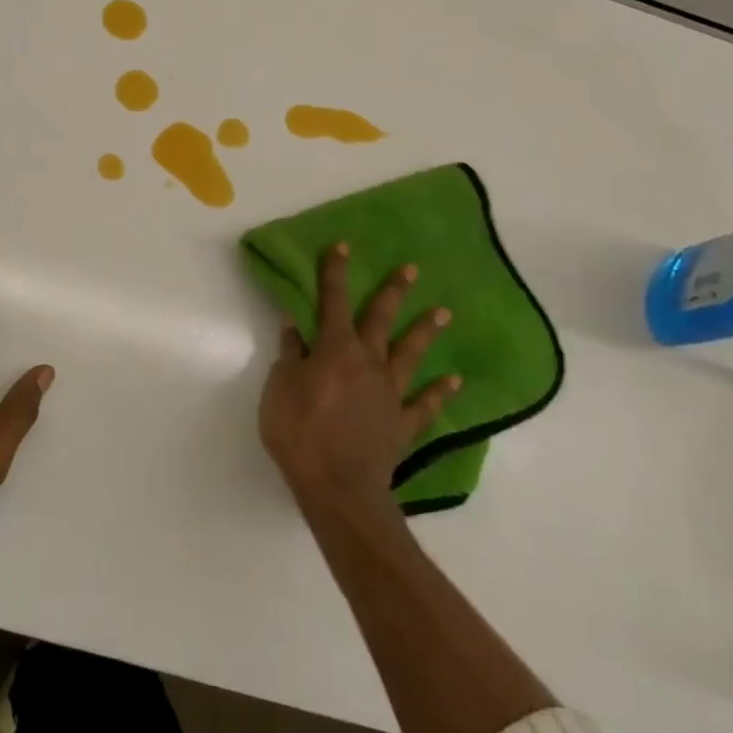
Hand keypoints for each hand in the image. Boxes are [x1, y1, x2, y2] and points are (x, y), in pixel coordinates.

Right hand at [259, 242, 458, 514]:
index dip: (335, 272)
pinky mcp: (403, 423)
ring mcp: (390, 393)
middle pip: (381, 319)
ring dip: (426, 332)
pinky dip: (440, 393)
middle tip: (411, 269)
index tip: (342, 245)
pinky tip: (454, 381)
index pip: (332, 301)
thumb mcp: (278, 388)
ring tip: (444, 312)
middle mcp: (367, 362)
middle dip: (393, 291)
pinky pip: (425, 404)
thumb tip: (294, 325)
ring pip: (411, 354)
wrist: (338, 487)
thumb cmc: (299, 432)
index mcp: (334, 349)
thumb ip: (289, 355)